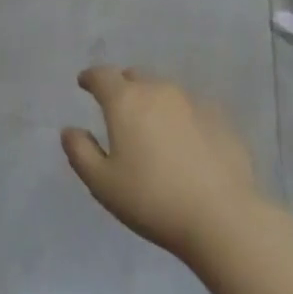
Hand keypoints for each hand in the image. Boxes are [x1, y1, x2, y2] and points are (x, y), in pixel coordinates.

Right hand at [62, 66, 259, 260]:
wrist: (223, 217)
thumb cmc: (153, 200)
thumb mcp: (103, 184)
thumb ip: (80, 152)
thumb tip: (69, 130)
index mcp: (125, 100)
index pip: (102, 75)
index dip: (90, 77)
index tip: (84, 83)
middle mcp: (157, 90)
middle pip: (134, 77)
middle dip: (122, 86)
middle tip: (118, 108)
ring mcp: (192, 101)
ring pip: (164, 91)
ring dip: (153, 101)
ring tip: (152, 127)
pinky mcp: (220, 119)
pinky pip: (192, 109)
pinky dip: (182, 118)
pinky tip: (186, 141)